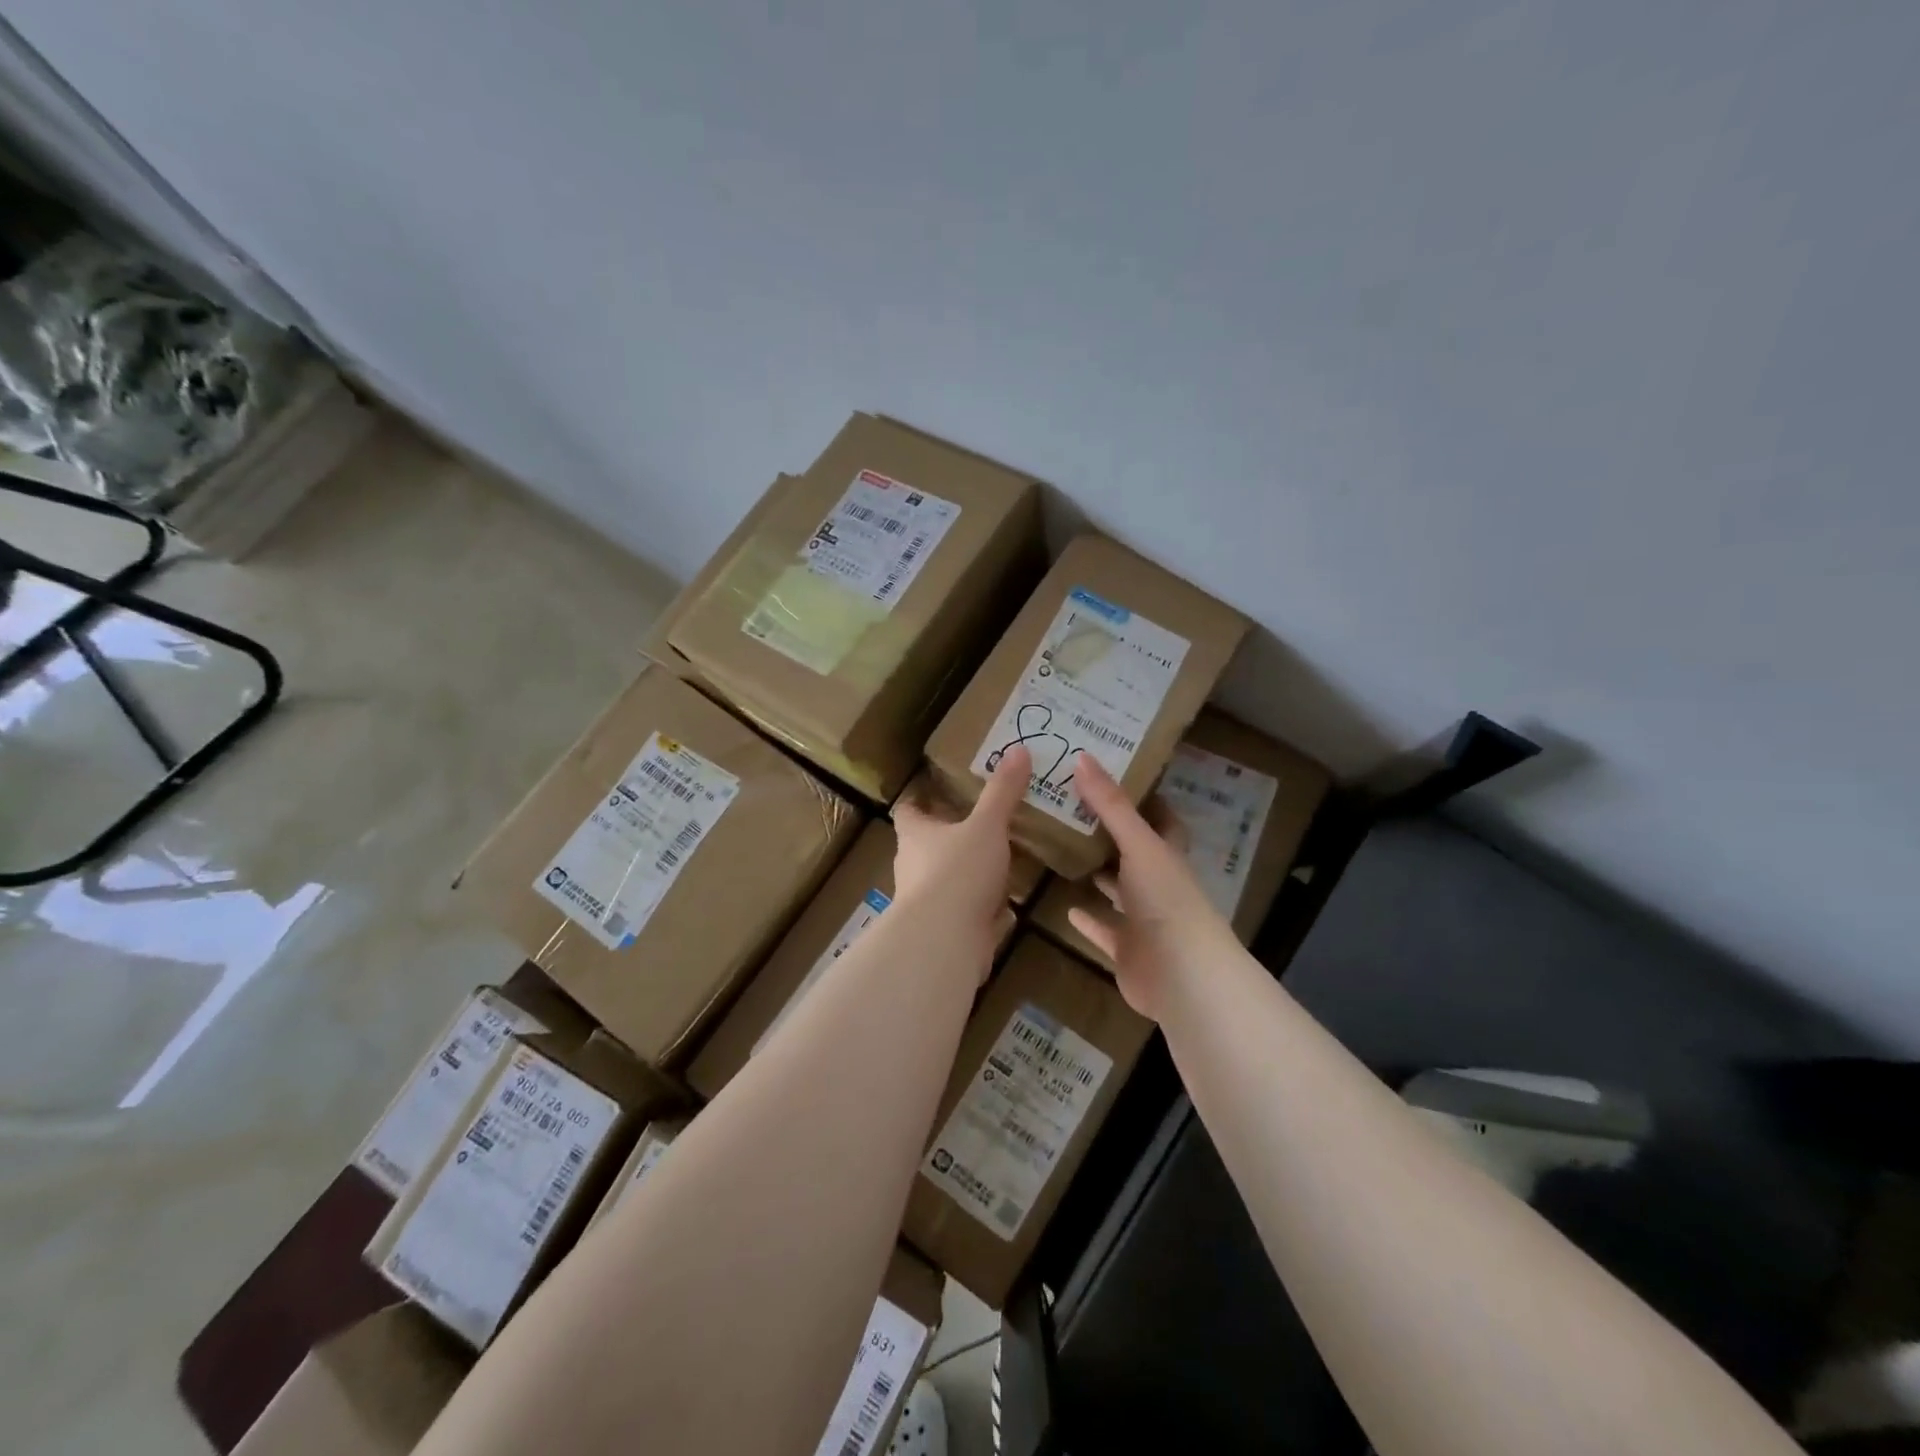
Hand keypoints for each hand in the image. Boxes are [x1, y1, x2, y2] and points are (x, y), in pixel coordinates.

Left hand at [892, 745, 1027, 966]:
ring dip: (964, 875)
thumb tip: (1018, 750)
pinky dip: (980, 909)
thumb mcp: (987, 825)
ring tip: (996, 864)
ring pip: (944, 881)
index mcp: (915, 835)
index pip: (908, 812)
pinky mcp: (943, 931)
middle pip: (925, 846)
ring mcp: (926, 902)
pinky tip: (1004, 908)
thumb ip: (1002, 792)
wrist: (945, 940)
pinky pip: (963, 913)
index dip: (919, 803)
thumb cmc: (958, 871)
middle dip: (946, 838)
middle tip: (977, 826)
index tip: (934, 795)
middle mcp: (913, 866)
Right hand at [1067, 754, 1237, 1020]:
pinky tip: (1065, 907)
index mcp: (1168, 857)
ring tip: (1064, 851)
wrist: (1181, 975)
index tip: (1116, 777)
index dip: (1145, 800)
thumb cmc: (1166, 900)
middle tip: (1073, 810)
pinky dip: (1088, 920)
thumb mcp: (1138, 843)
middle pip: (1136, 854)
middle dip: (1111, 835)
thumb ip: (1111, 804)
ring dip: (1099, 875)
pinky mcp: (1127, 951)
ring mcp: (1144, 921)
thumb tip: (1083, 756)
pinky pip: (1104, 930)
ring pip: (1119, 892)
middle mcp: (1159, 885)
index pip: (1162, 821)